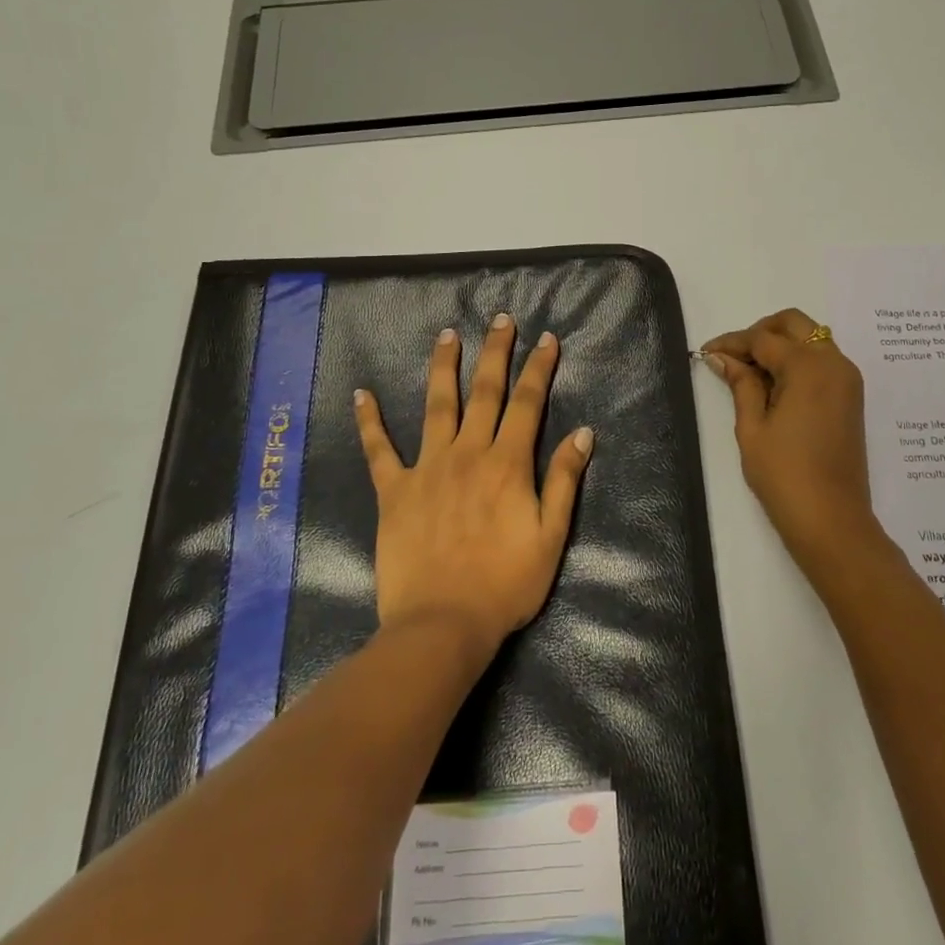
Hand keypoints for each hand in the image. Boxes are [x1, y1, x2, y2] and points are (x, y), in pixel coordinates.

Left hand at [354, 314, 594, 658]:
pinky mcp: (394, 491)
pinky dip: (370, 421)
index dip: (539, 368)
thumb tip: (582, 433)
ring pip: (436, 405)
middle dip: (495, 352)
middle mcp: (468, 453)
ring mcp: (427, 468)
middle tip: (500, 320)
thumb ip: (565, 481)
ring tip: (447, 335)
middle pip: (484, 391)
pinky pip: (379, 450)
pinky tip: (362, 394)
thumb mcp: (551, 537)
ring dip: (443, 367)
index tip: (546, 339)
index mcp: (508, 464)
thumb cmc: (505, 585)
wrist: (443, 624)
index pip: (527, 403)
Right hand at [701, 308, 887, 577]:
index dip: (732, 343)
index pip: (763, 339)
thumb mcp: (752, 428)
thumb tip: (722, 358)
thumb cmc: (784, 475)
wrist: (832, 520)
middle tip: (733, 356)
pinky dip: (798, 361)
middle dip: (761, 332)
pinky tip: (773, 385)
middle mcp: (834, 363)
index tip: (706, 353)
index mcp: (809, 367)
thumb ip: (741, 384)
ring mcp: (847, 379)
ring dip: (781, 345)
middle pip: (795, 324)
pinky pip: (822, 361)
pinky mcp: (851, 396)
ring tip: (750, 373)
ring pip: (812, 339)